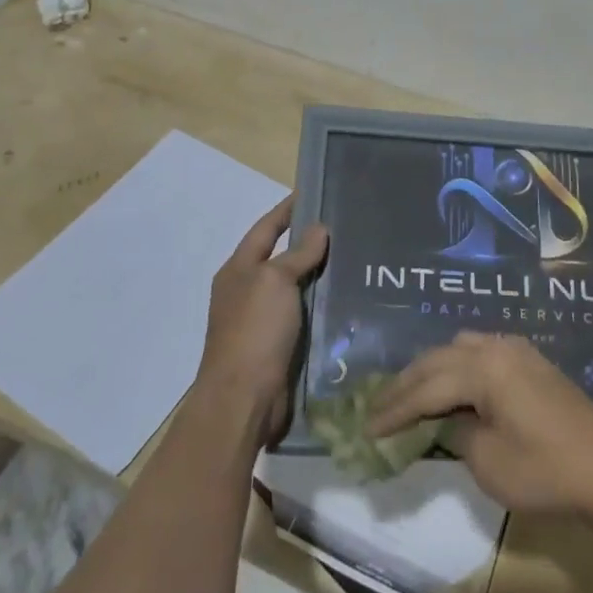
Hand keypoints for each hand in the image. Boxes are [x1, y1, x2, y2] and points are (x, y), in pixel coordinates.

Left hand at [195, 196, 327, 442]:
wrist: (243, 400)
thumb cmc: (254, 331)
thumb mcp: (275, 281)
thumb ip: (297, 254)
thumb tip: (318, 228)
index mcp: (239, 270)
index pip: (266, 228)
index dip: (287, 210)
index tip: (313, 193)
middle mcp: (247, 292)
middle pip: (281, 257)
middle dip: (308, 242)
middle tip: (345, 227)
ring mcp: (261, 321)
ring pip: (295, 288)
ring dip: (319, 276)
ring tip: (353, 260)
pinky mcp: (278, 347)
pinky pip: (303, 317)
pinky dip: (322, 307)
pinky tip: (346, 302)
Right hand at [368, 332, 592, 519]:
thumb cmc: (545, 472)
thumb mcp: (488, 462)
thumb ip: (455, 433)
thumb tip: (443, 422)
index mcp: (483, 368)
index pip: (426, 387)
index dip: (394, 408)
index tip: (366, 427)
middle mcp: (496, 347)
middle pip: (437, 359)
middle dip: (405, 384)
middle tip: (377, 406)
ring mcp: (516, 350)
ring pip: (458, 349)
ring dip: (431, 370)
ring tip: (410, 395)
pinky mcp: (531, 361)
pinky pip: (480, 352)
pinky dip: (457, 368)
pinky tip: (451, 386)